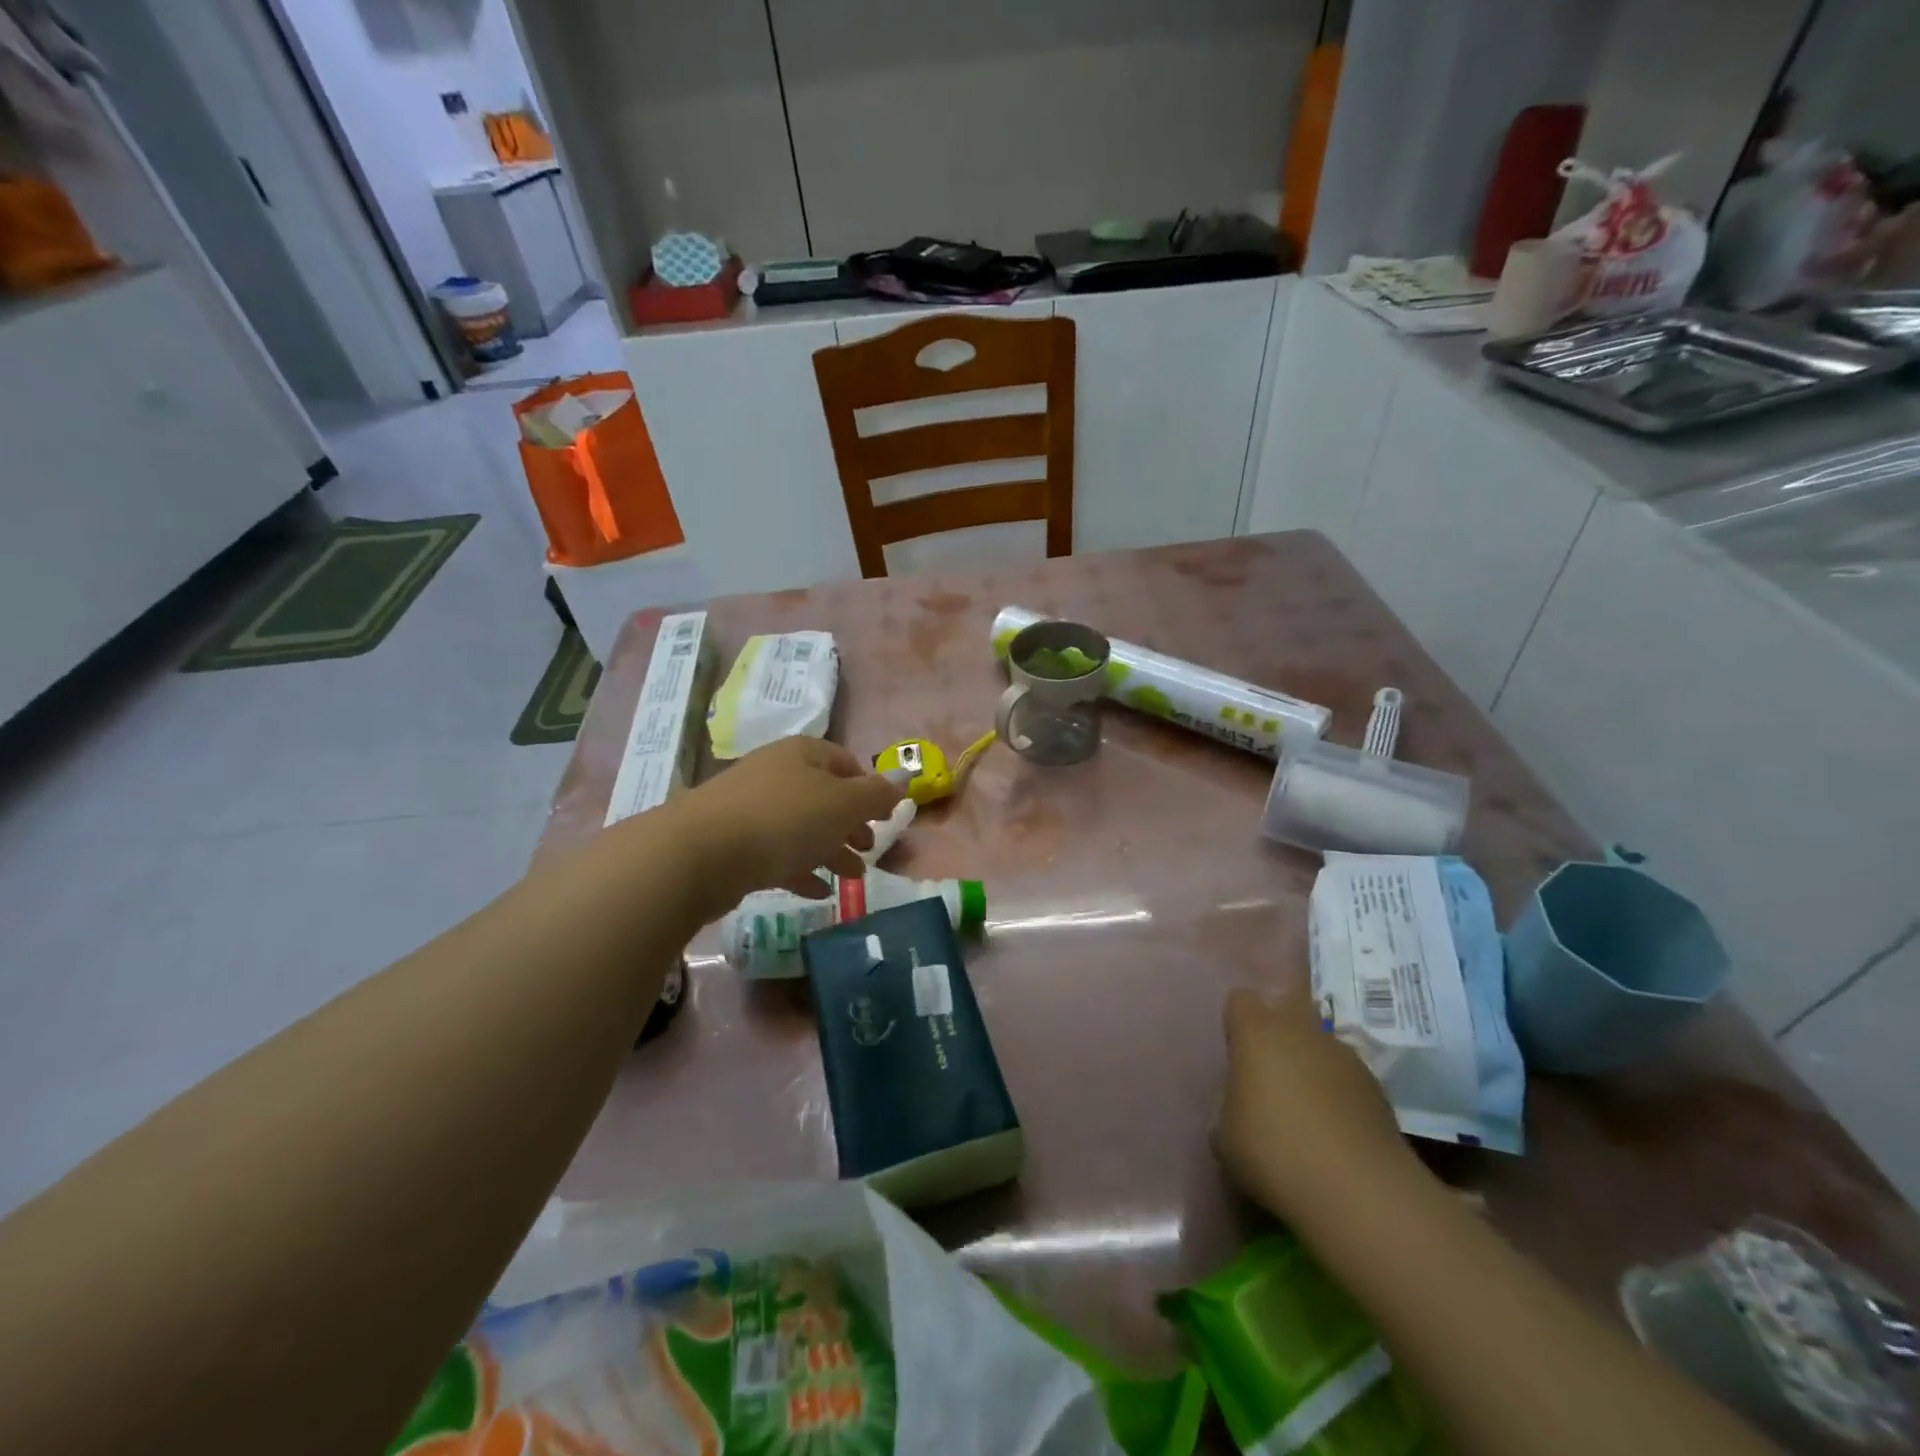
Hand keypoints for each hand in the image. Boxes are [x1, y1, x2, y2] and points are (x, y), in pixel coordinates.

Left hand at [672, 737, 903, 912]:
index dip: (869, 788)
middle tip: (868, 850)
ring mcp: (750, 808)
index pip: (845, 762)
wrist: (699, 853)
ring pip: (801, 827)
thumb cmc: (783, 820)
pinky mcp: (732, 842)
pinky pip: (776, 853)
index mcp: (803, 754)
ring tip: (850, 877)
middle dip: (850, 824)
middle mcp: (776, 773)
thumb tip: (905, 778)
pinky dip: (799, 869)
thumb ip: (877, 795)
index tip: (884, 816)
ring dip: (829, 850)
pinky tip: (816, 892)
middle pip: (823, 796)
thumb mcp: (843, 805)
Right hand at [1216, 985, 1418, 1222]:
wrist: (1358, 1192)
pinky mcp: (1376, 1087)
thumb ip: (1229, 1106)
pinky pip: (1345, 1077)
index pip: (1241, 1000)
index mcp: (1257, 1031)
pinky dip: (1337, 1093)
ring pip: (1318, 1044)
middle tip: (1268, 1073)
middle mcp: (1301, 1030)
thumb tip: (1242, 1109)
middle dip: (1278, 1033)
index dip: (1237, 1022)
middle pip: (1286, 1009)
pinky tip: (1333, 1131)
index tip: (1236, 1051)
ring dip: (1309, 1064)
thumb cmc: (1274, 1151)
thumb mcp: (1225, 1135)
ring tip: (1304, 1110)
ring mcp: (1344, 1055)